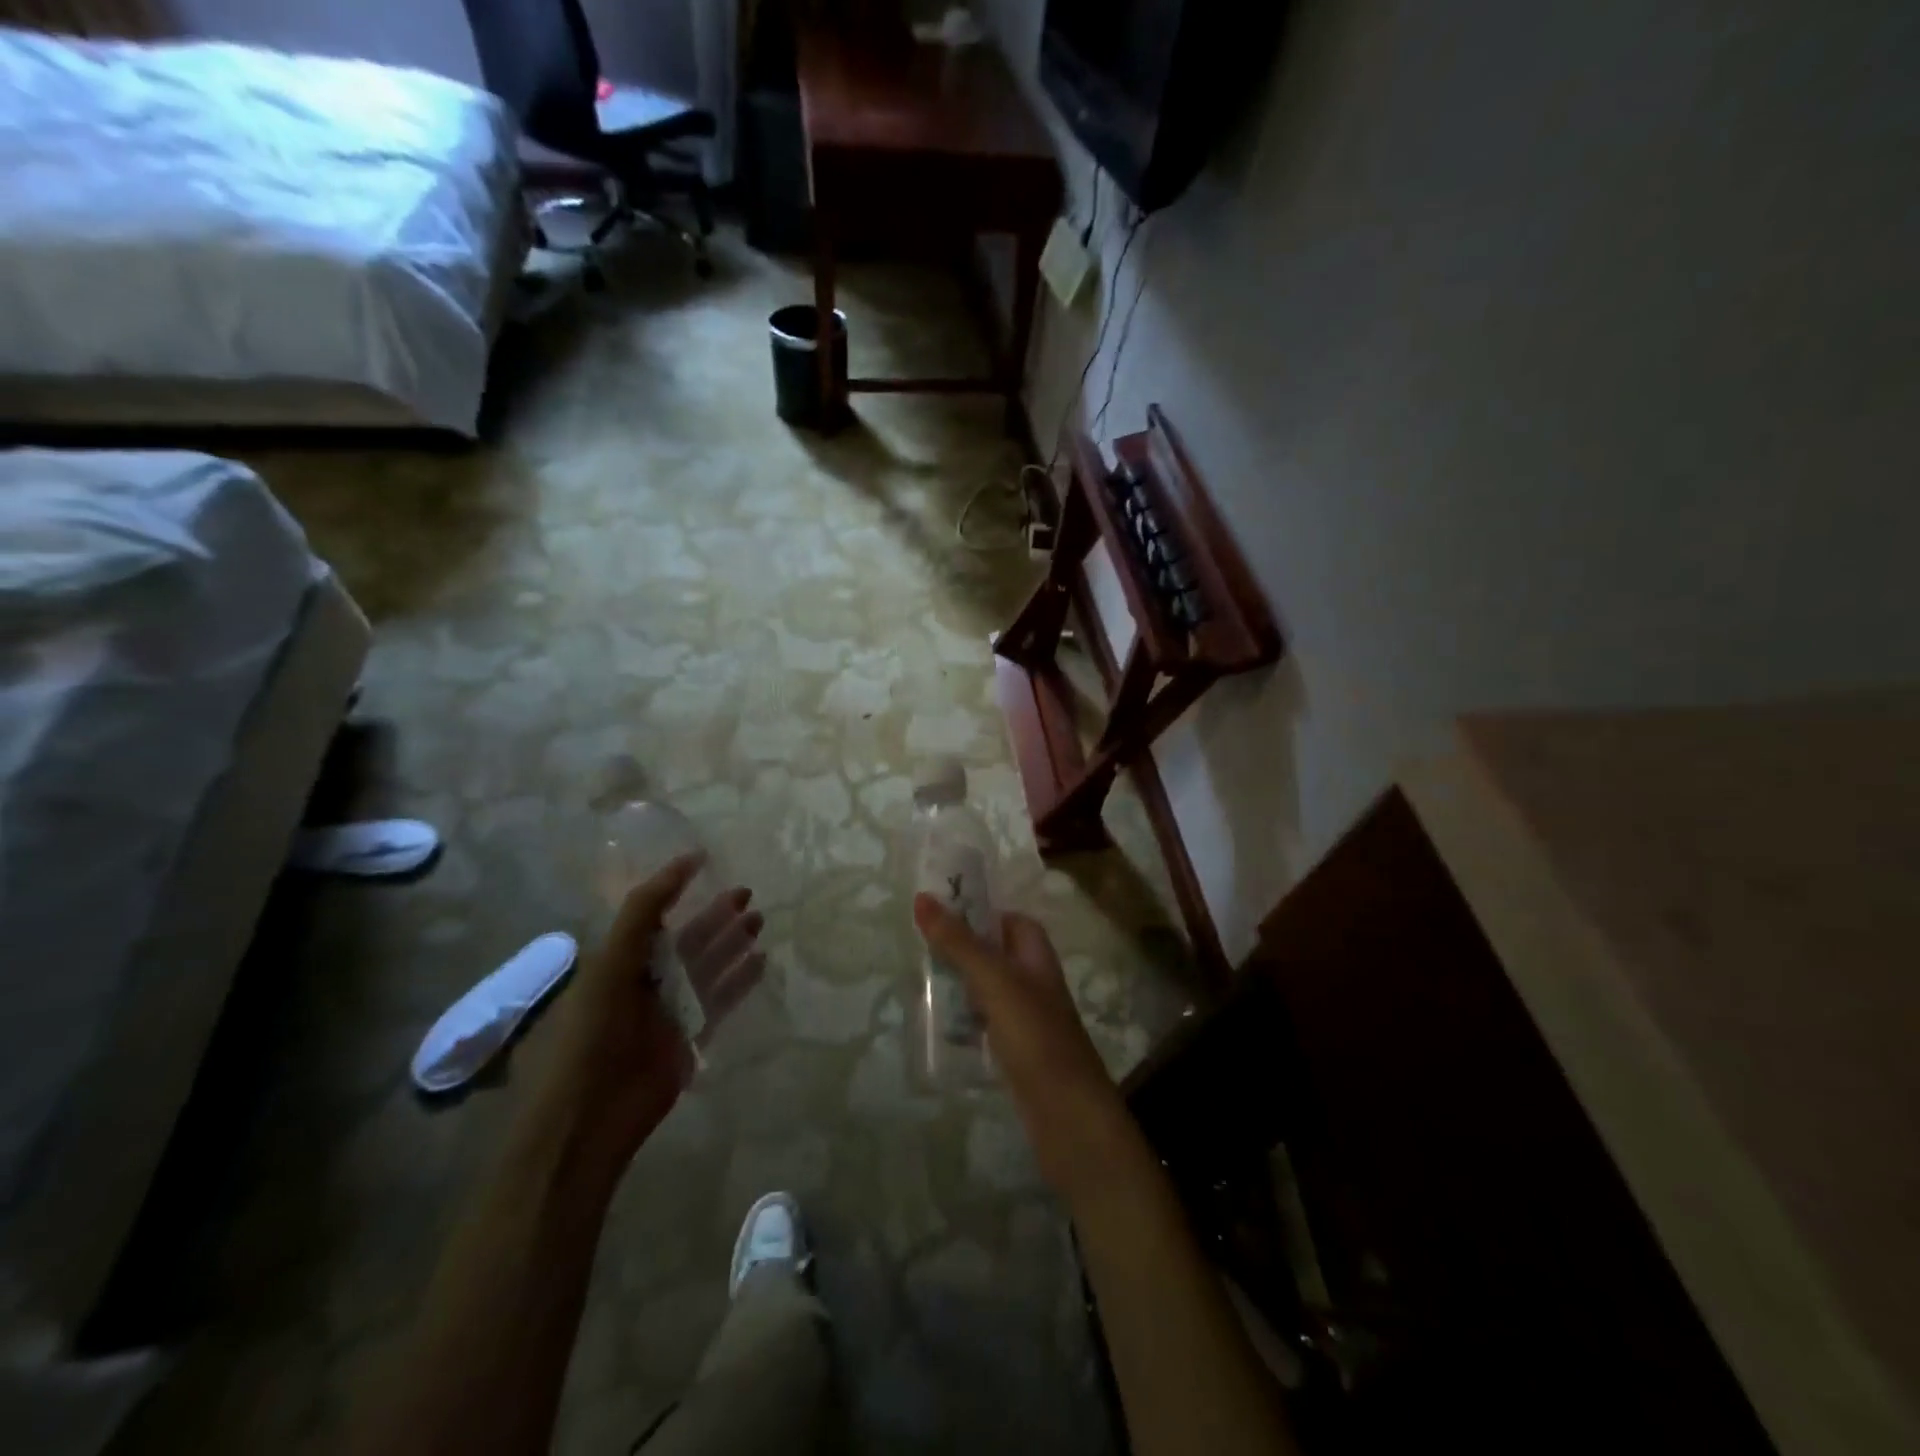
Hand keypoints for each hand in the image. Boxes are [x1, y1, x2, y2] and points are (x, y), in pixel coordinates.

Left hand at [543, 854, 766, 1165]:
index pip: (653, 916)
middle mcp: (645, 982)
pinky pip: (720, 1001)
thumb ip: (644, 913)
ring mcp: (669, 1011)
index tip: (706, 862)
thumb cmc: (593, 1032)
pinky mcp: (690, 1039)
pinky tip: (761, 960)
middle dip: (715, 916)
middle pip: (687, 940)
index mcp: (619, 962)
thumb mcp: (611, 962)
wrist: (589, 1117)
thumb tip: (685, 862)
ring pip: (707, 967)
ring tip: (759, 919)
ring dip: (732, 942)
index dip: (677, 889)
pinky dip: (740, 980)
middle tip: (747, 893)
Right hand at [912, 894, 1138, 1201]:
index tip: (938, 911)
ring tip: (916, 982)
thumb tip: (922, 897)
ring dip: (958, 985)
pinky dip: (963, 1021)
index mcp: (1037, 956)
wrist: (1069, 1117)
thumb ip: (958, 941)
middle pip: (994, 953)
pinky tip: (936, 1027)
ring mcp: (1026, 1019)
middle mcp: (1034, 982)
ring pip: (987, 990)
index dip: (979, 912)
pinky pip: (984, 1024)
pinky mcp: (1016, 1053)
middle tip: (917, 946)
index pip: (1009, 919)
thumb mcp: (994, 981)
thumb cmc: (1035, 1037)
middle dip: (960, 949)